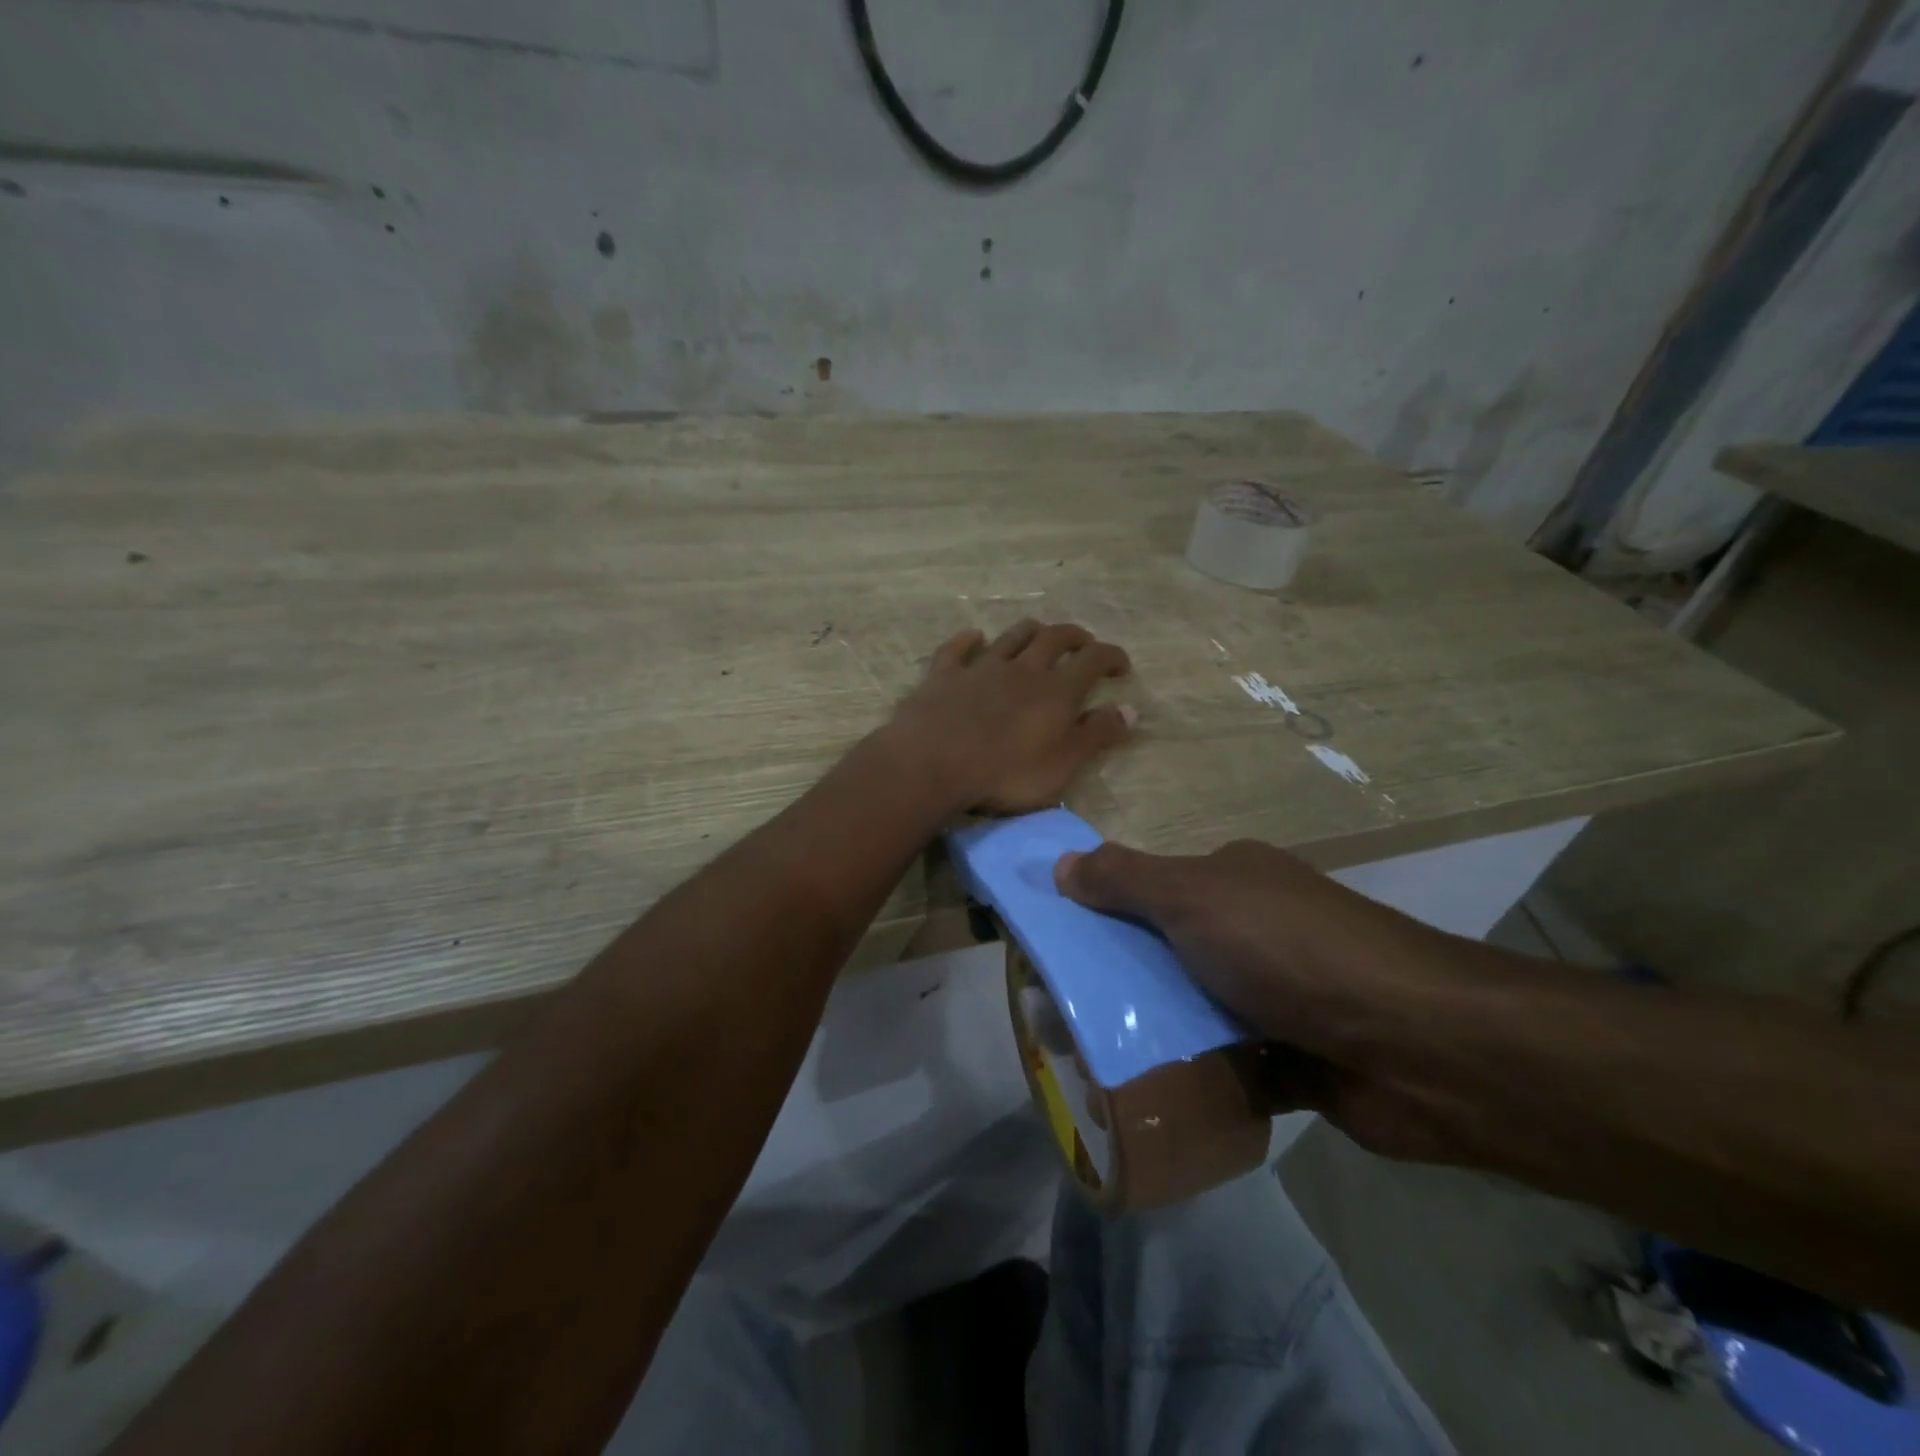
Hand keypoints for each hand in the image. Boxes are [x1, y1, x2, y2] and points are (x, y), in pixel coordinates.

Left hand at [882, 620, 1133, 814]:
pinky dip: (968, 640)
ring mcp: (980, 668)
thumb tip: (1130, 710)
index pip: (1093, 660)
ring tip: (1040, 634)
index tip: (1122, 666)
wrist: (933, 762)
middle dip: (1074, 637)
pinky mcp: (944, 675)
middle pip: (1054, 638)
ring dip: (1030, 631)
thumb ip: (1097, 736)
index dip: (1111, 657)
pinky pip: (957, 649)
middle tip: (1084, 643)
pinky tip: (973, 636)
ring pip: (1011, 637)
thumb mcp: (1063, 764)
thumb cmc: (1005, 772)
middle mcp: (1022, 669)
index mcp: (1056, 690)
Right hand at [1053, 838, 1486, 1053]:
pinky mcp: (1293, 1059)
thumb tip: (1061, 864)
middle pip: (1167, 951)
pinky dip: (1193, 1077)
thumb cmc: (1289, 950)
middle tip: (1061, 1015)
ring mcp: (1277, 996)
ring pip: (1193, 1010)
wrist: (1415, 1046)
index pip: (1152, 887)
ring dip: (1153, 1032)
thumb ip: (1124, 879)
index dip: (1102, 910)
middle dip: (1120, 980)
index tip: (1056, 946)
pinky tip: (1145, 1096)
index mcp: (1235, 881)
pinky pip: (1225, 1064)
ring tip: (1090, 1062)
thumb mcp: (1194, 898)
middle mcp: (1255, 930)